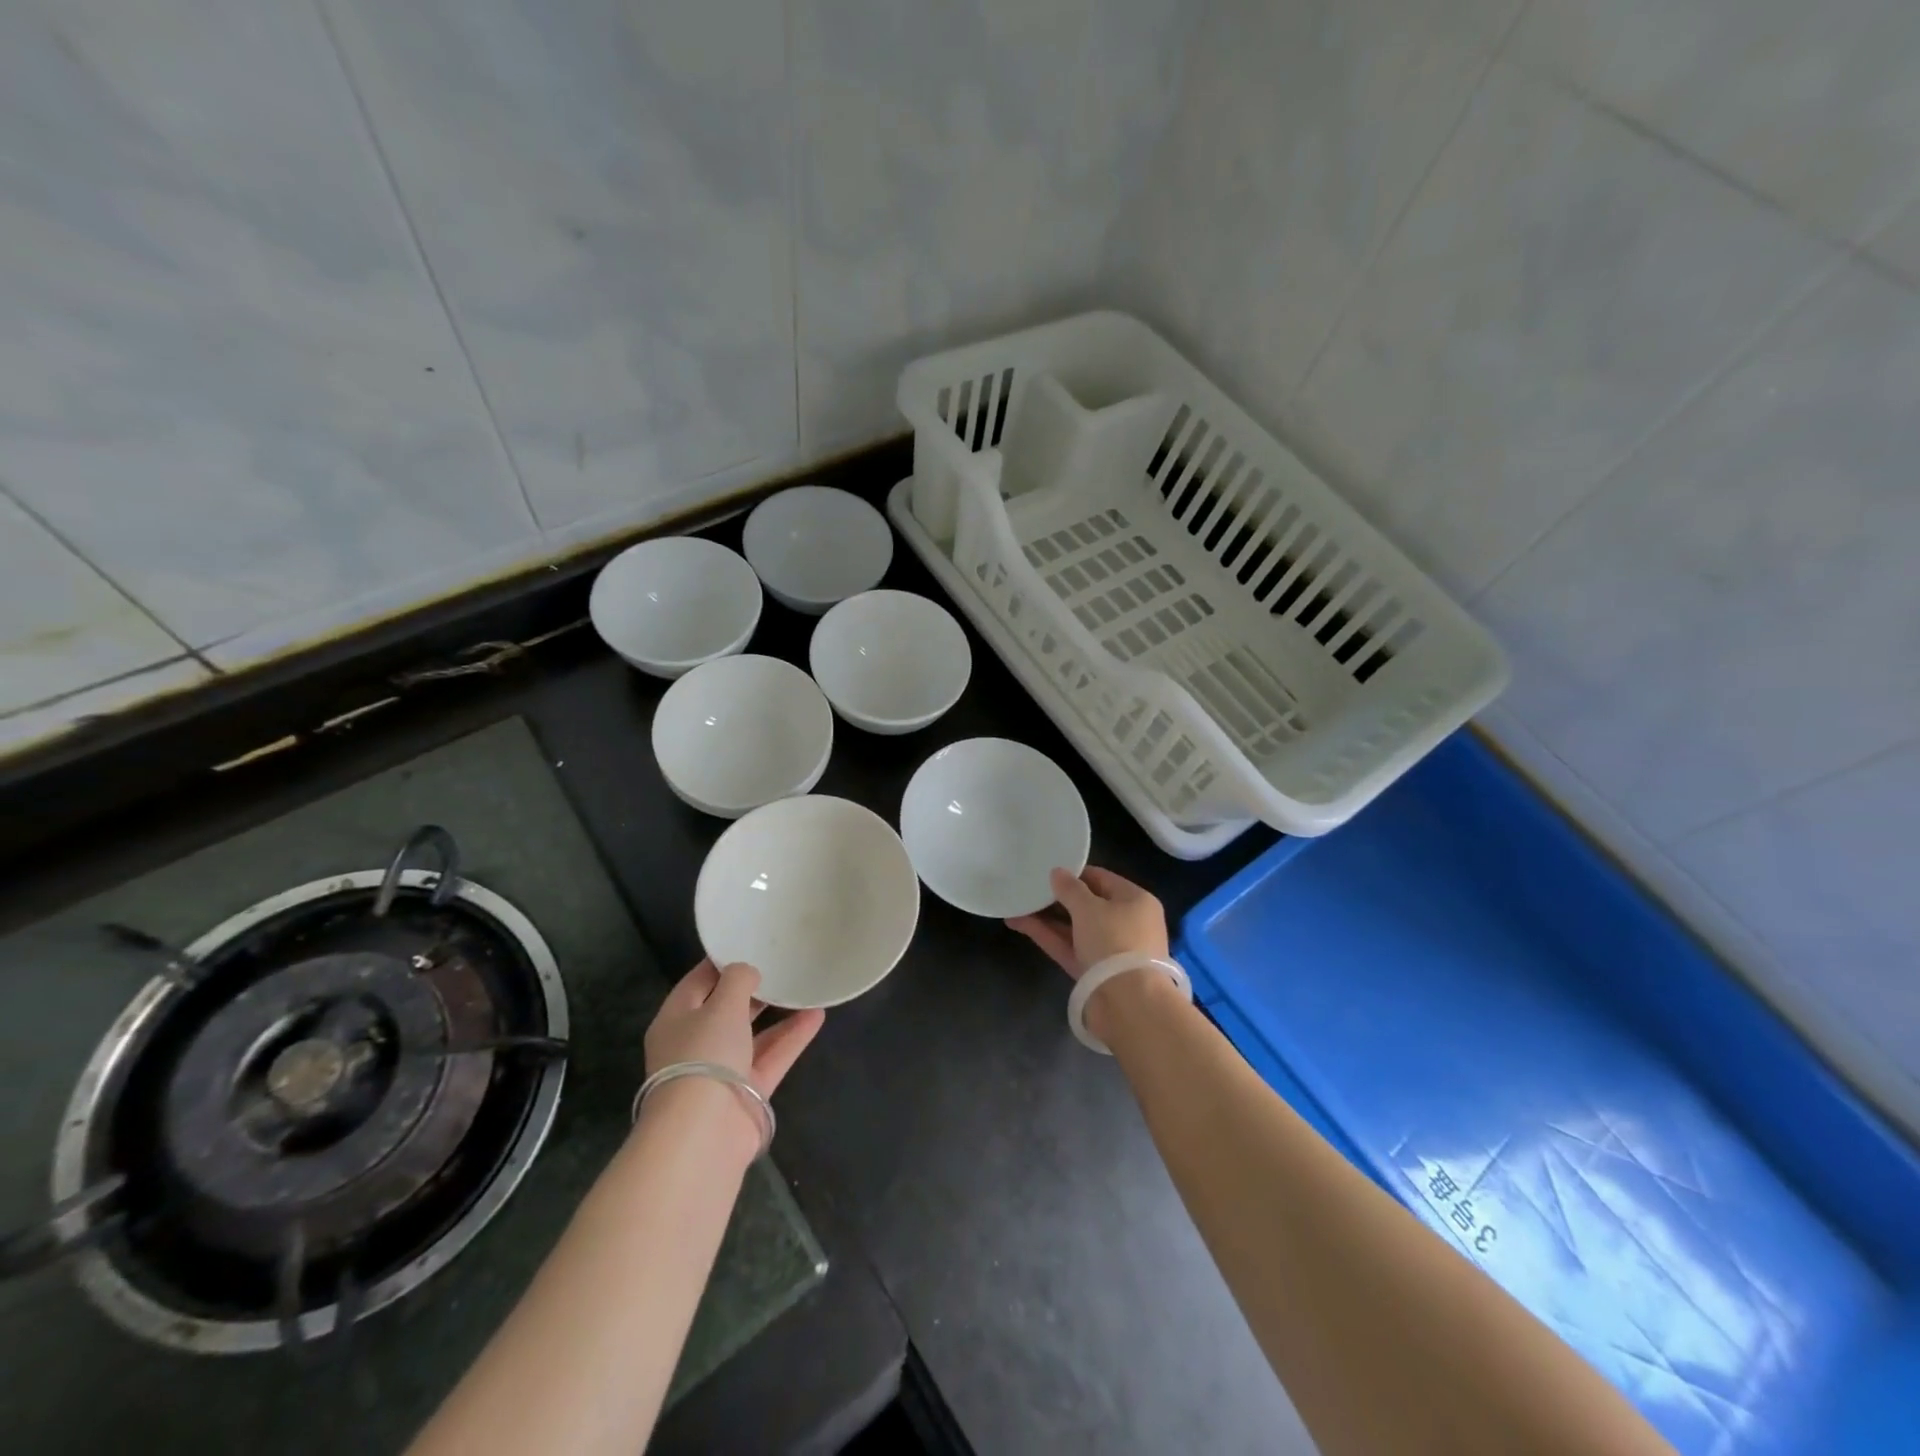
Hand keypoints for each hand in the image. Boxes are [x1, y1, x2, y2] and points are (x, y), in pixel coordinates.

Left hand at [644, 960, 824, 1099]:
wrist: (705, 1132)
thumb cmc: (704, 1054)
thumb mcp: (721, 1004)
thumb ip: (738, 980)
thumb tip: (748, 973)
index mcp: (676, 1019)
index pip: (699, 981)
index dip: (723, 961)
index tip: (751, 942)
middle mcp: (695, 1043)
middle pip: (725, 1008)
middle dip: (752, 988)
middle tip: (781, 962)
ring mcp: (722, 1069)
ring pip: (752, 1033)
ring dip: (777, 1012)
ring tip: (804, 985)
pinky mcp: (747, 1091)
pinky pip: (772, 1055)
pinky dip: (792, 1036)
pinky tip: (817, 1015)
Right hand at [1006, 866, 1168, 979]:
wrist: (1128, 1004)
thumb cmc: (1114, 941)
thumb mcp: (1089, 907)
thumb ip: (1070, 888)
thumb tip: (1057, 873)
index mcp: (1136, 901)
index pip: (1102, 879)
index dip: (1074, 873)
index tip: (1047, 870)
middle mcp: (1125, 923)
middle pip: (1087, 904)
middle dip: (1057, 897)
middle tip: (1029, 887)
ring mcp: (1109, 950)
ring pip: (1074, 927)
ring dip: (1047, 917)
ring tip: (1017, 904)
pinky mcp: (1093, 971)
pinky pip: (1068, 946)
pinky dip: (1047, 935)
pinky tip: (1019, 923)